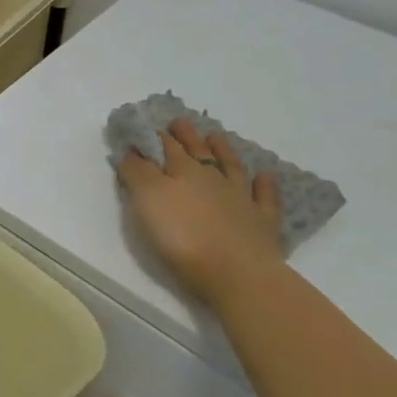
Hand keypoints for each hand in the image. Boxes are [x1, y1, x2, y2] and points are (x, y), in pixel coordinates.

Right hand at [117, 120, 284, 306]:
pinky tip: (264, 176)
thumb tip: (132, 151)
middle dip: (185, 136)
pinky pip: (264, 197)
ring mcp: (241, 198)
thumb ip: (136, 172)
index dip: (153, 137)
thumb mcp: (147, 199)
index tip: (145, 127)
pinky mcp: (261, 222)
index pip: (164, 147)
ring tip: (215, 136)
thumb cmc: (183, 236)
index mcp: (182, 171)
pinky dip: (264, 185)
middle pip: (196, 151)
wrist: (235, 273)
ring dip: (222, 150)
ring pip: (230, 167)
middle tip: (178, 123)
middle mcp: (212, 178)